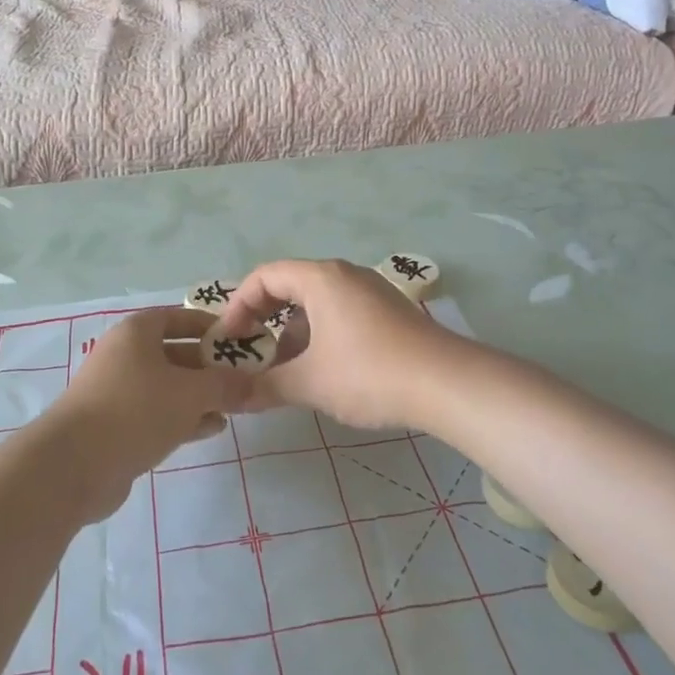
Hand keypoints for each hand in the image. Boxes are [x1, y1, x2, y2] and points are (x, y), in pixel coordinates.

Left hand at [48, 308, 251, 517]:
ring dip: (200, 396)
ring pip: (168, 387)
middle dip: (210, 367)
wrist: (73, 465)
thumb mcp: (190, 393)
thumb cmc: (135, 410)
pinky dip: (184, 418)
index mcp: (137, 333)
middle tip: (244, 380)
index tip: (241, 340)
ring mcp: (118, 392)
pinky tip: (211, 429)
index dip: (210, 326)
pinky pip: (157, 414)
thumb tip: (254, 383)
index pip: (179, 318)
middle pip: (176, 353)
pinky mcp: (116, 426)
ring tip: (234, 408)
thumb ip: (225, 385)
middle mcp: (125, 356)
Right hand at [216, 260, 458, 429]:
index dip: (238, 306)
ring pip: (317, 303)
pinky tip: (321, 371)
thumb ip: (264, 387)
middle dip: (263, 320)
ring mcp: (371, 292)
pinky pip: (340, 314)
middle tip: (249, 353)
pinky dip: (319, 335)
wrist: (447, 384)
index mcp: (320, 279)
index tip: (228, 341)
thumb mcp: (309, 383)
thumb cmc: (368, 373)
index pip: (264, 276)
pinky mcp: (389, 313)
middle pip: (290, 286)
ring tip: (282, 370)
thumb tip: (229, 398)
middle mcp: (345, 275)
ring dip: (292, 332)